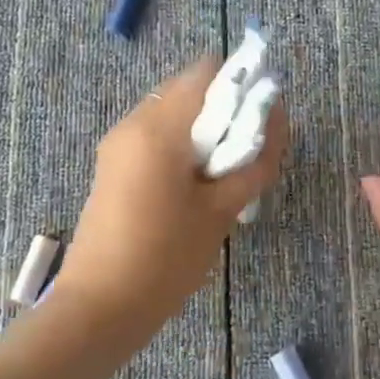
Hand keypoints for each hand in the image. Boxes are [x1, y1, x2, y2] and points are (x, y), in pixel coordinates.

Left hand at [53, 58, 287, 353]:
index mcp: (158, 126)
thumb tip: (278, 118)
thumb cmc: (166, 257)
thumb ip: (256, 159)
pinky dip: (184, 150)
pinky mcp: (113, 168)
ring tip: (225, 178)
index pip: (207, 71)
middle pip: (190, 92)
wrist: (100, 307)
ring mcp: (118, 146)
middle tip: (247, 156)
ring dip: (207, 134)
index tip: (262, 120)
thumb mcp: (222, 209)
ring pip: (175, 117)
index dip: (242, 84)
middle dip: (226, 113)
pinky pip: (157, 140)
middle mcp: (133, 123)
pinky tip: (198, 190)